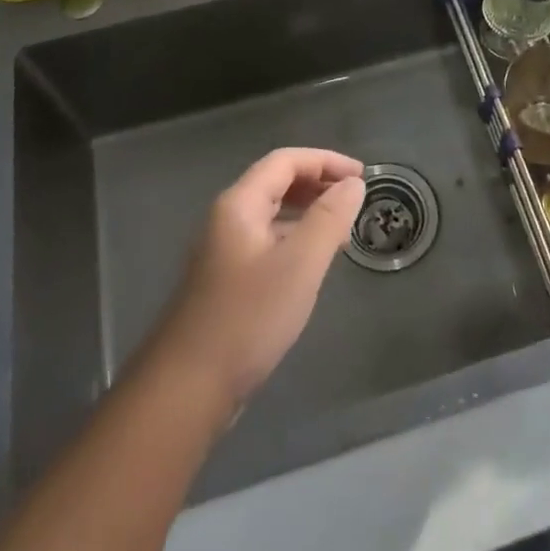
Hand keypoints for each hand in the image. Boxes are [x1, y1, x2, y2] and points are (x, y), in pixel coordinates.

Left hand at [150, 147, 365, 407]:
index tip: (362, 175)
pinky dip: (295, 238)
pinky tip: (314, 262)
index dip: (326, 160)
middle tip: (355, 198)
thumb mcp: (299, 264)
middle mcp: (227, 219)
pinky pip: (267, 242)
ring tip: (342, 227)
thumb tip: (353, 184)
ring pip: (272, 214)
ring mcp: (223, 251)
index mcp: (239, 204)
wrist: (187, 389)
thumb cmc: (248, 317)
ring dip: (308, 211)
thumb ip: (329, 218)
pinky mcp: (226, 281)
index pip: (285, 161)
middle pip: (276, 182)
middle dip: (318, 183)